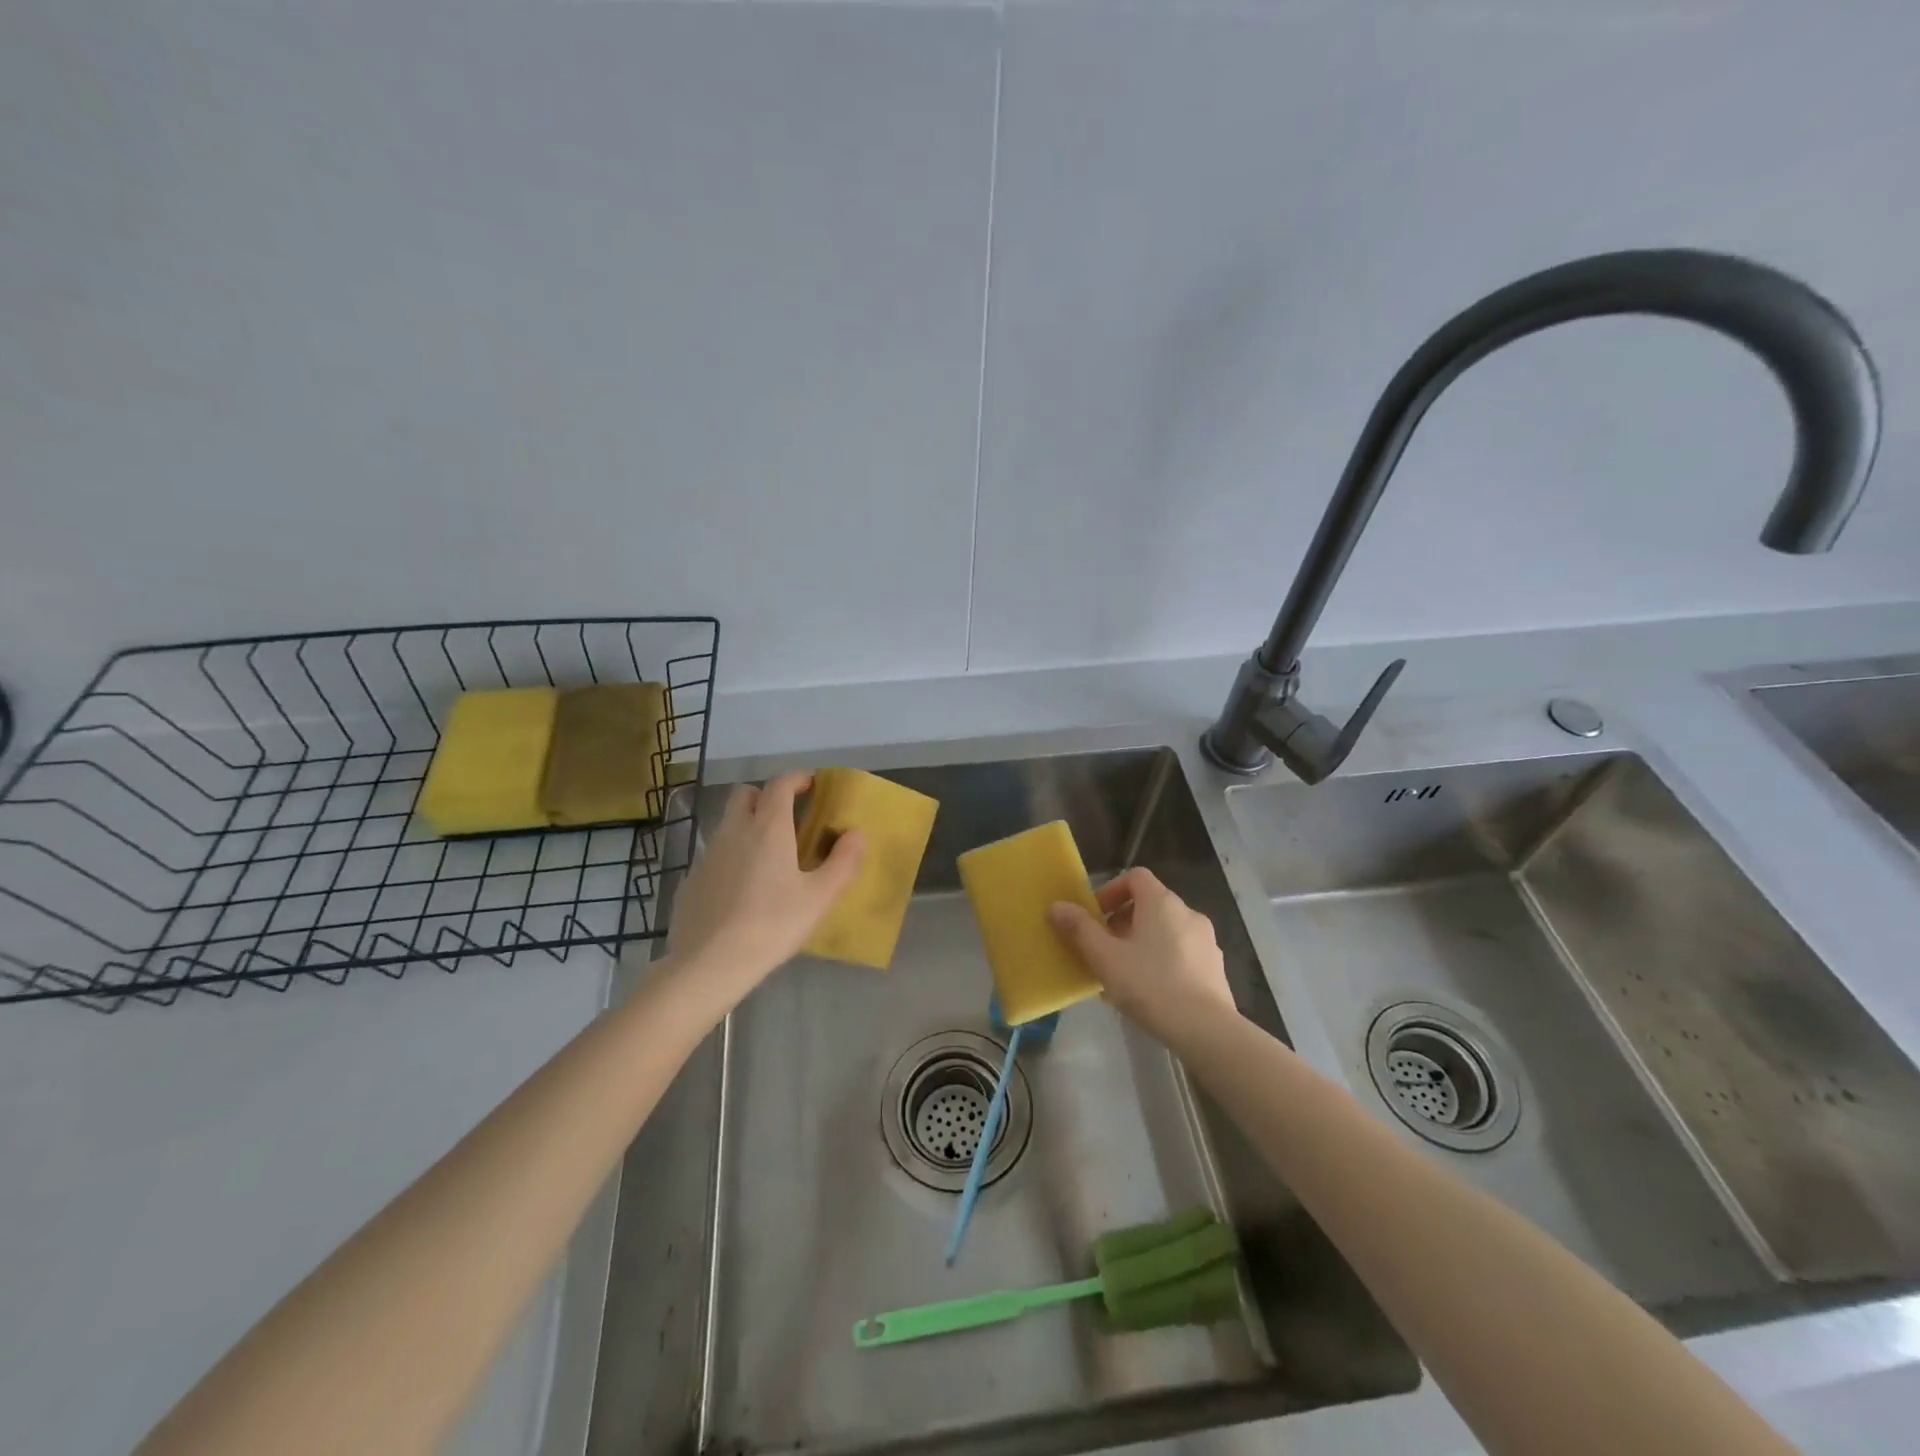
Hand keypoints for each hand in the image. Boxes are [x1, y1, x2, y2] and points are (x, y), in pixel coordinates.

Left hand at [665, 773, 862, 1012]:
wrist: (709, 964)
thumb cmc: (772, 925)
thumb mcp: (819, 898)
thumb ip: (843, 862)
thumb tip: (856, 833)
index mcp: (768, 827)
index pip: (780, 783)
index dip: (797, 778)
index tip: (812, 785)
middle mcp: (734, 831)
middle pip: (745, 794)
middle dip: (766, 796)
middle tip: (787, 818)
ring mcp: (707, 855)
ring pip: (727, 825)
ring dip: (747, 827)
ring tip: (767, 859)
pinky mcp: (690, 881)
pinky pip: (714, 856)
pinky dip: (730, 859)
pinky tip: (741, 891)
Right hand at [1047, 868, 1234, 1044]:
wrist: (1207, 1030)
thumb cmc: (1150, 985)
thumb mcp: (1105, 957)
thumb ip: (1079, 929)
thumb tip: (1056, 906)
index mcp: (1162, 903)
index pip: (1135, 877)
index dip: (1112, 891)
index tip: (1096, 917)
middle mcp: (1188, 913)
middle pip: (1150, 904)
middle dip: (1123, 921)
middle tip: (1104, 948)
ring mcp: (1206, 941)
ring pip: (1166, 930)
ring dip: (1142, 942)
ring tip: (1124, 974)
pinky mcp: (1215, 968)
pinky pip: (1182, 953)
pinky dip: (1163, 961)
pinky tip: (1151, 992)